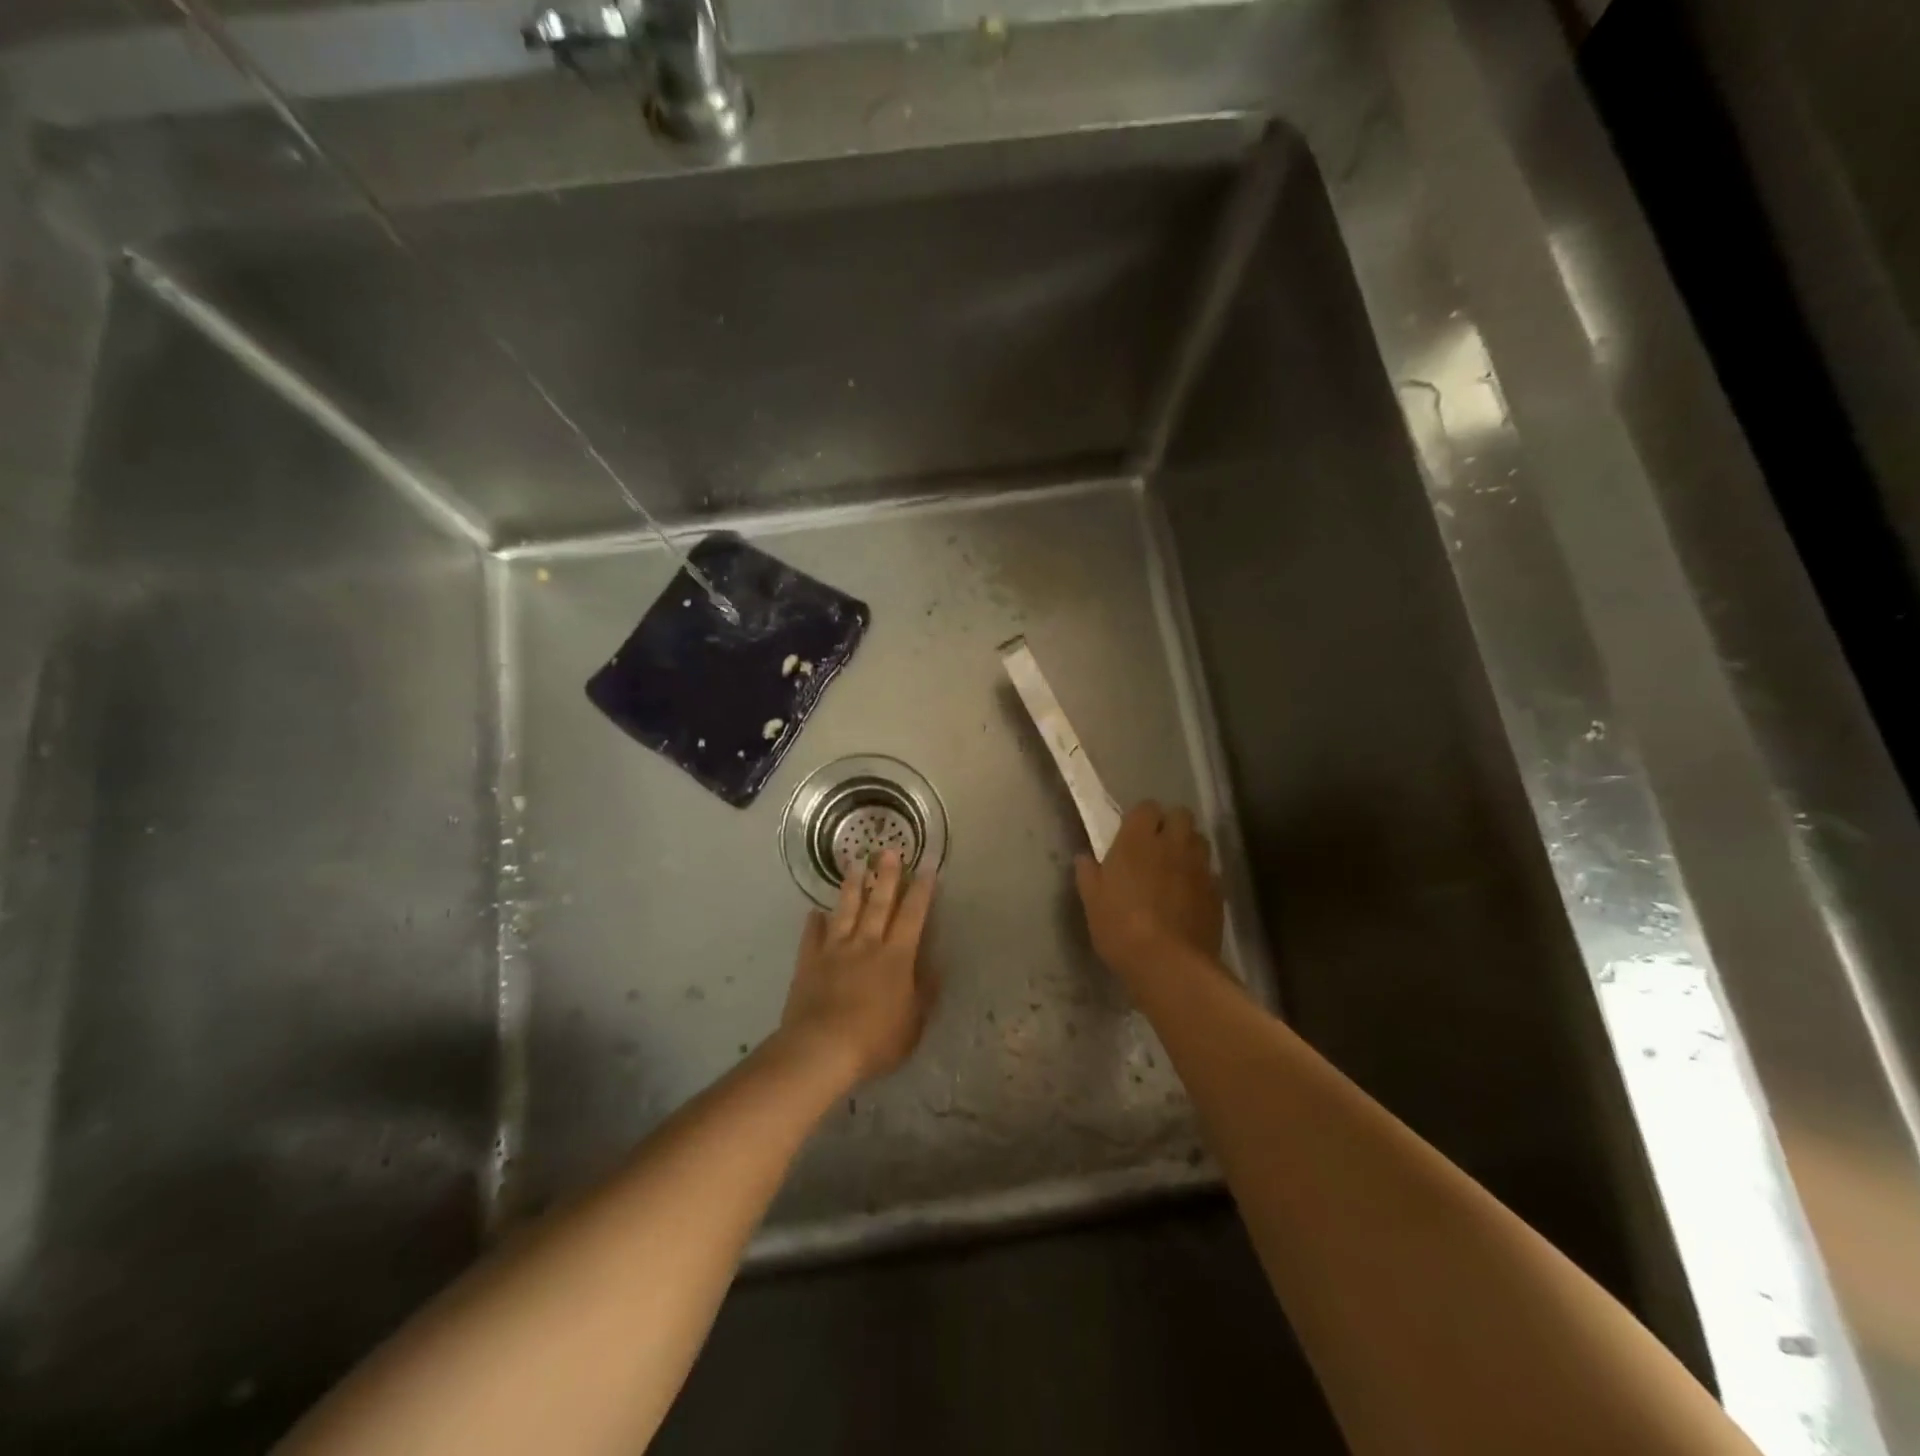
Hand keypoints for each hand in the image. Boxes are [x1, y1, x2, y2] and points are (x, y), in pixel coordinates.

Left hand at [780, 849, 938, 1086]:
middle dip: (886, 876)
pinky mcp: (809, 963)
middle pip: (879, 903)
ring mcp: (835, 951)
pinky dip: (813, 923)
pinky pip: (812, 937)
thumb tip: (935, 966)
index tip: (927, 866)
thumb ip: (925, 992)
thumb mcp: (914, 1023)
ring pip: (845, 911)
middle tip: (889, 850)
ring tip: (855, 863)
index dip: (922, 890)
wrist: (821, 1050)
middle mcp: (867, 944)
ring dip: (851, 887)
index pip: (913, 916)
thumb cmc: (876, 1040)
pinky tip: (814, 911)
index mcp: (896, 957)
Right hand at [1075, 801, 1223, 980]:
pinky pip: (1210, 872)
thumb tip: (1084, 858)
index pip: (1146, 807)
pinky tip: (1189, 897)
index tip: (1132, 833)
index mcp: (1138, 840)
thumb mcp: (1092, 902)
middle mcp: (1173, 844)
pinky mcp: (1217, 891)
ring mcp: (1199, 867)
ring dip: (1188, 847)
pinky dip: (1201, 877)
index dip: (1141, 817)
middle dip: (1171, 824)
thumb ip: (1088, 874)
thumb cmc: (1121, 928)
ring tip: (1175, 868)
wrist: (1170, 964)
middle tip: (1156, 846)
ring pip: (1199, 840)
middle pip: (1181, 815)